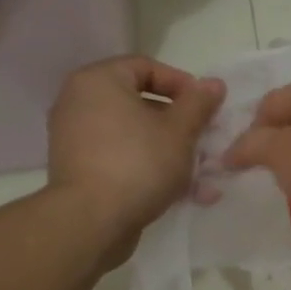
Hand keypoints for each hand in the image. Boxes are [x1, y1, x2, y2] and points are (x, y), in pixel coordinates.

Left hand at [48, 56, 224, 261]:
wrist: (90, 223)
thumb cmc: (138, 163)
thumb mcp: (180, 131)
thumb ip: (199, 103)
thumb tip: (214, 84)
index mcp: (99, 81)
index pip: (146, 67)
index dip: (182, 84)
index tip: (206, 107)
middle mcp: (80, 103)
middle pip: (141, 103)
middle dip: (180, 124)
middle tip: (206, 139)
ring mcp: (76, 140)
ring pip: (135, 136)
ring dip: (171, 151)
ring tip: (203, 173)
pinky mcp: (80, 172)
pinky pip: (121, 159)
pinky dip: (150, 169)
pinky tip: (183, 193)